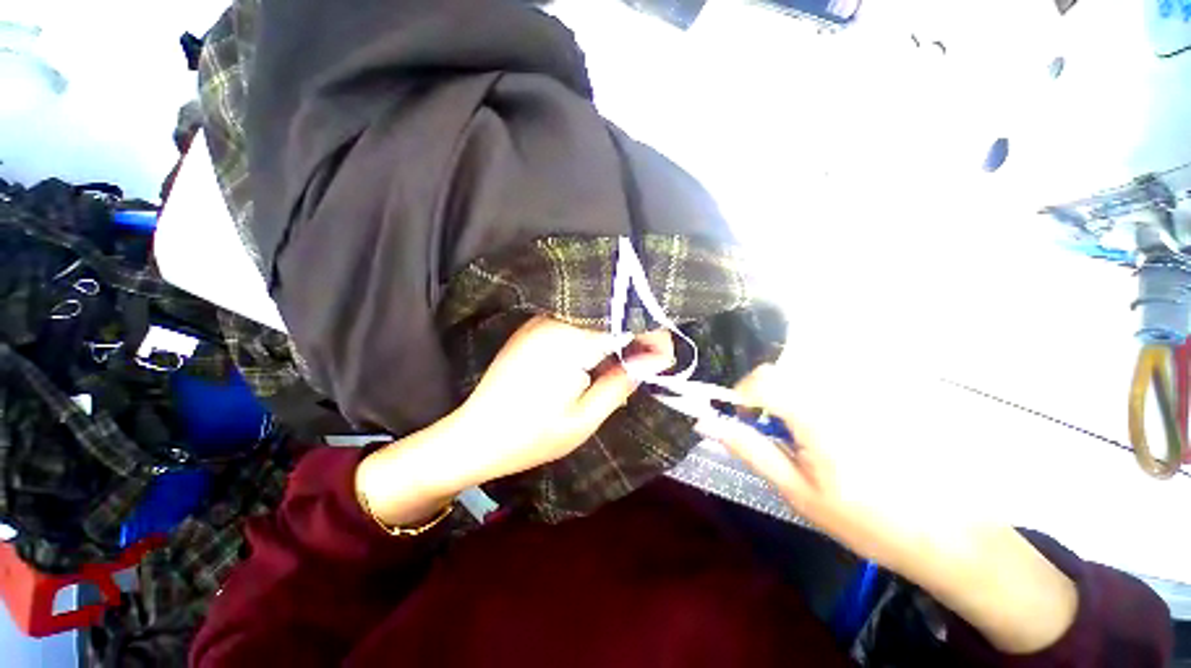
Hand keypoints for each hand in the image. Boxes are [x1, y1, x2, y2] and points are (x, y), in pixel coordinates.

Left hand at [447, 315, 674, 486]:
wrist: (472, 438)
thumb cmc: (530, 437)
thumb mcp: (584, 419)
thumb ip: (622, 382)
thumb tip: (655, 359)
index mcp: (568, 340)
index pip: (625, 320)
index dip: (653, 335)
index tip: (665, 361)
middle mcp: (555, 320)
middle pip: (611, 314)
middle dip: (637, 336)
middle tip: (649, 365)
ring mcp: (541, 322)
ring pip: (595, 318)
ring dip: (617, 337)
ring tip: (628, 366)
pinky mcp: (534, 329)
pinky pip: (577, 324)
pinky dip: (596, 339)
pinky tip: (600, 362)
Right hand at [692, 362, 923, 566]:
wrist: (947, 534)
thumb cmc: (865, 520)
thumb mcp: (797, 491)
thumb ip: (750, 449)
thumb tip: (709, 422)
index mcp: (816, 414)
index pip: (762, 379)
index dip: (741, 395)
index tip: (744, 421)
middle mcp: (840, 392)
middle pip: (782, 374)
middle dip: (765, 399)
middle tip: (776, 435)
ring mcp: (865, 391)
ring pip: (805, 377)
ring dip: (792, 401)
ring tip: (809, 440)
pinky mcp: (882, 396)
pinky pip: (834, 384)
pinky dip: (819, 401)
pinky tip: (840, 436)